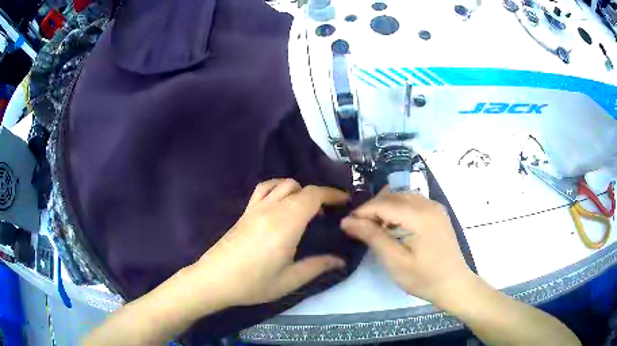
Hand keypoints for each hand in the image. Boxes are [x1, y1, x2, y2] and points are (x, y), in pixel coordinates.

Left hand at [189, 179, 347, 307]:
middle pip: (301, 187)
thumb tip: (340, 260)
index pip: (314, 195)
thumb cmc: (253, 283)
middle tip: (328, 213)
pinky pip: (264, 188)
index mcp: (287, 223)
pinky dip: (278, 187)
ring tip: (305, 208)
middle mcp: (272, 208)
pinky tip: (280, 203)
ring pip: (282, 183)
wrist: (214, 279)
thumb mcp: (290, 280)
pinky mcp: (245, 211)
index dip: (332, 194)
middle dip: (319, 194)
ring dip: (299, 190)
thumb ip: (318, 266)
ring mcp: (256, 207)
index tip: (345, 201)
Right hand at [340, 187, 473, 304]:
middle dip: (372, 209)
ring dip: (384, 208)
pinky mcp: (437, 213)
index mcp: (420, 216)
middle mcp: (429, 205)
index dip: (362, 212)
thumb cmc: (424, 278)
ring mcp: (435, 207)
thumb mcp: (395, 261)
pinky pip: (413, 202)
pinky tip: (392, 225)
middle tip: (356, 226)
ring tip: (372, 226)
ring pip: (402, 197)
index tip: (345, 224)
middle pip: (393, 196)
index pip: (384, 204)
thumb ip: (373, 237)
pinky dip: (398, 209)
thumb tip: (347, 222)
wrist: (453, 284)